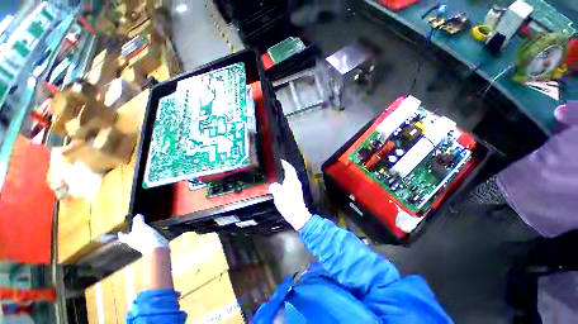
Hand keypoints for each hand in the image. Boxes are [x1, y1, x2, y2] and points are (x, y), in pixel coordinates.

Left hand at [118, 214, 168, 254]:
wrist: (157, 247)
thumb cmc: (145, 238)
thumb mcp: (141, 227)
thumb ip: (138, 221)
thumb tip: (137, 215)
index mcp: (129, 239)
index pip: (122, 236)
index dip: (121, 233)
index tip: (120, 231)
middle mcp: (134, 242)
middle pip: (131, 237)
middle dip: (132, 232)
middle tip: (135, 226)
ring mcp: (143, 244)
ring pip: (140, 237)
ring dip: (142, 233)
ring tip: (146, 227)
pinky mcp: (151, 244)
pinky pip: (148, 238)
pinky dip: (149, 234)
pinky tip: (154, 231)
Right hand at [269, 160, 311, 229]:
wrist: (298, 215)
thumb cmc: (288, 204)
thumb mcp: (278, 195)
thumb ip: (275, 187)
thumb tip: (273, 185)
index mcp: (292, 180)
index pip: (289, 168)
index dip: (285, 164)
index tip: (281, 160)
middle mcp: (296, 182)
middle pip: (291, 172)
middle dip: (286, 168)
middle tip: (278, 167)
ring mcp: (297, 187)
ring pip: (291, 178)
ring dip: (286, 175)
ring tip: (278, 174)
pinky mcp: (297, 192)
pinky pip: (291, 183)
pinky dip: (287, 180)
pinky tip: (281, 184)